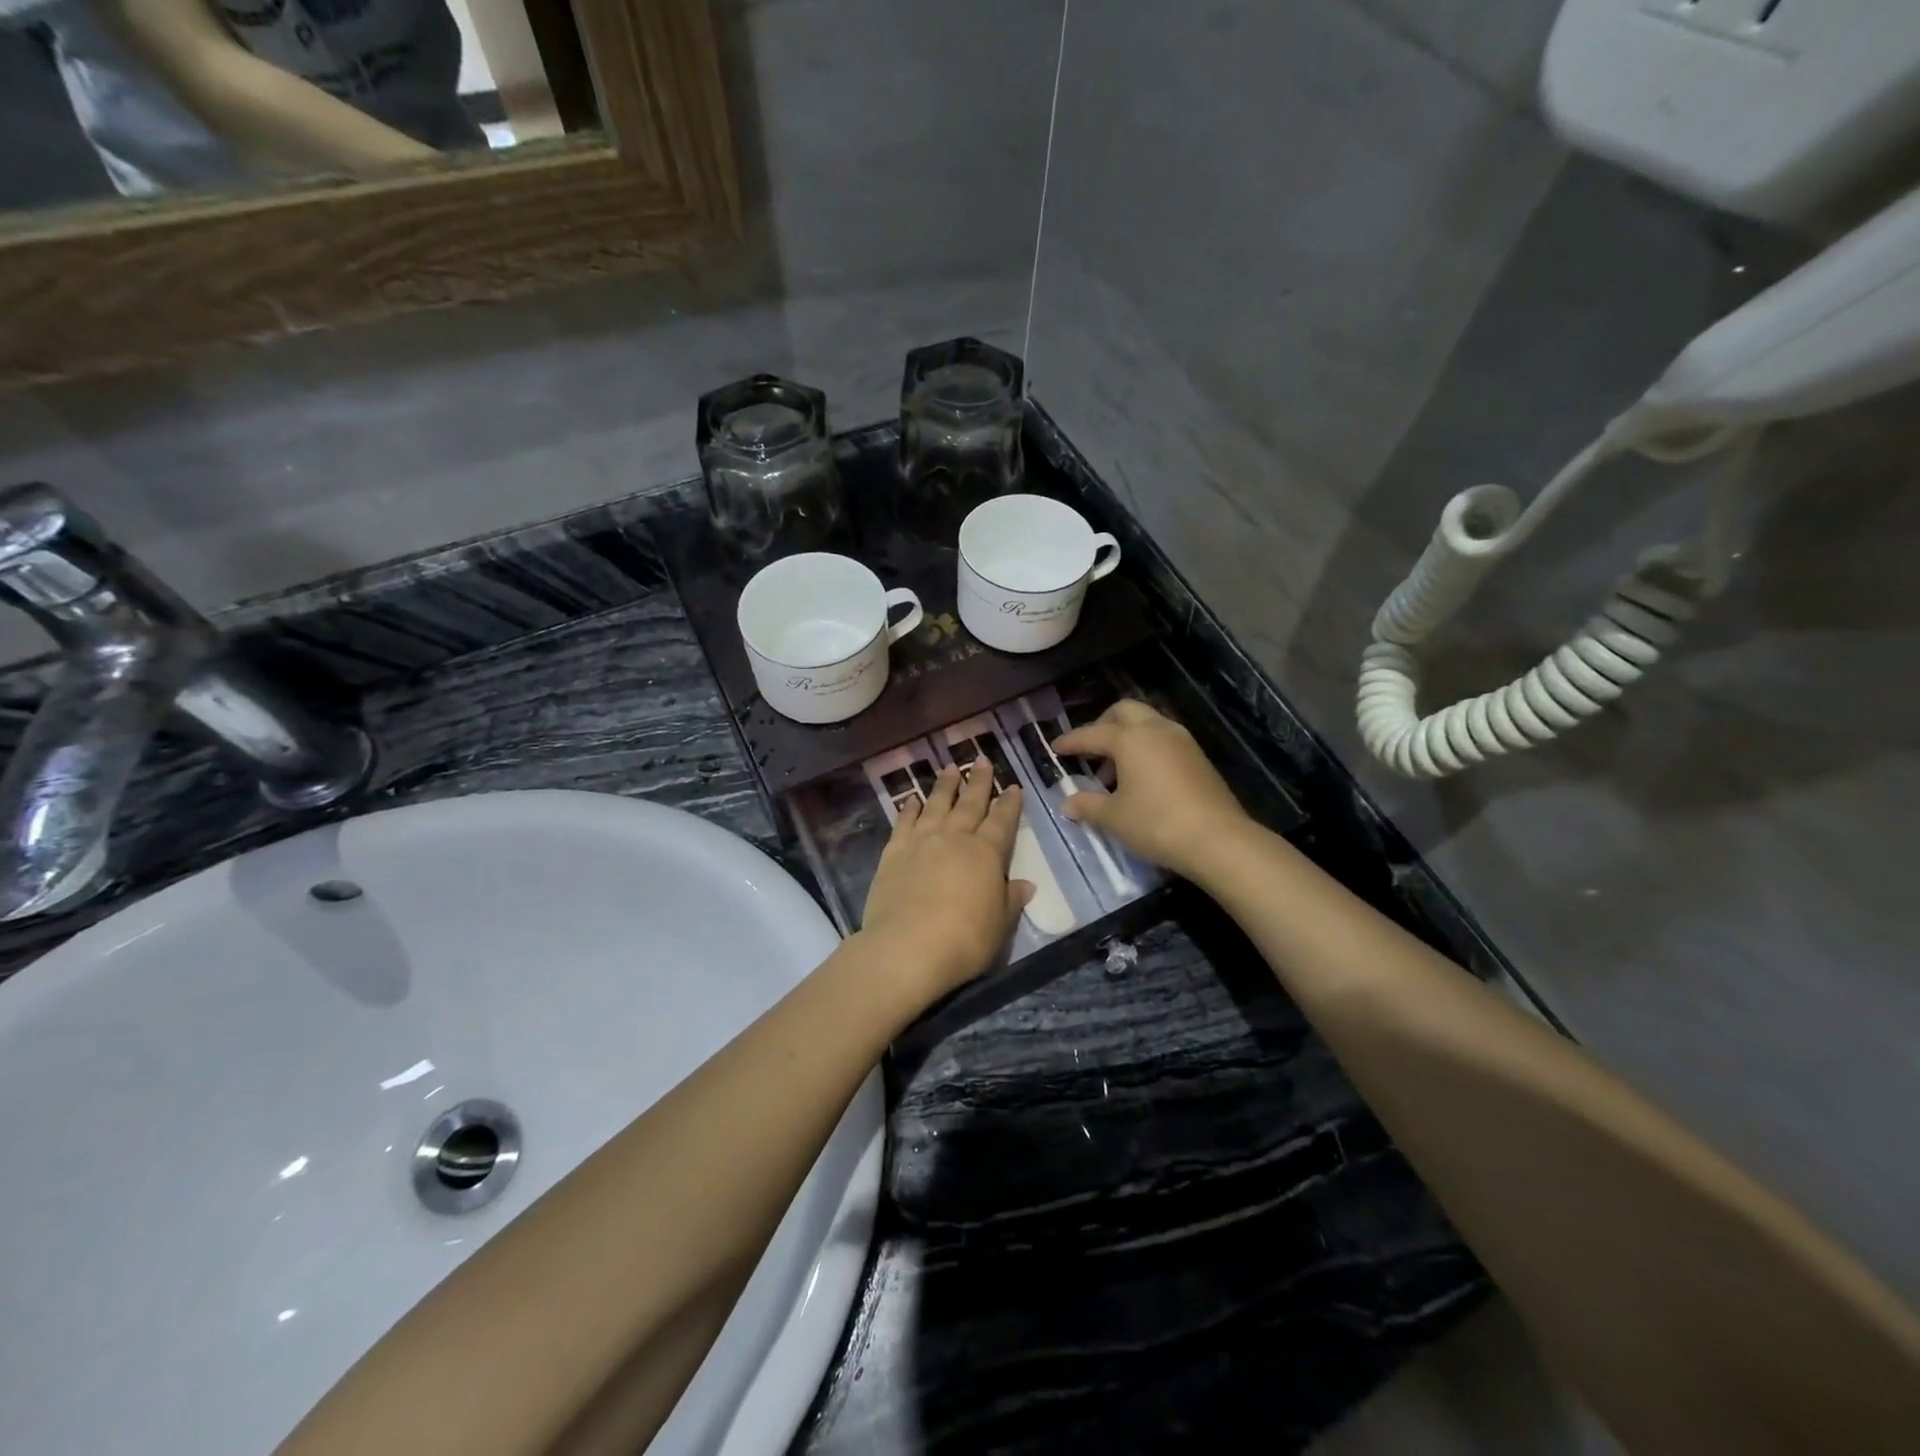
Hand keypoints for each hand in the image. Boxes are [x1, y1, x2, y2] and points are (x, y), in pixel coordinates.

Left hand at [860, 764, 1033, 998]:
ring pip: (936, 805)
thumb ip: (1010, 900)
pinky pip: (903, 823)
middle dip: (978, 781)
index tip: (1012, 786)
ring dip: (944, 786)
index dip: (1009, 803)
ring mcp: (921, 842)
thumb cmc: (964, 939)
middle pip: (969, 804)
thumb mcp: (999, 925)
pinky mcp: (893, 853)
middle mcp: (954, 838)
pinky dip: (909, 809)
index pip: (1002, 821)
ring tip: (950, 768)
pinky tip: (911, 799)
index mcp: (986, 853)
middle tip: (982, 760)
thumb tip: (1025, 884)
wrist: (908, 947)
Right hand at [1053, 700, 1250, 880]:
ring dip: (1127, 737)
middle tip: (1090, 750)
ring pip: (1148, 723)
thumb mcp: (1114, 817)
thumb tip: (1068, 802)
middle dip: (1103, 724)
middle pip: (1124, 711)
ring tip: (1114, 771)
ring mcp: (1182, 741)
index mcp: (1130, 739)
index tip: (1055, 747)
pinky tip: (1142, 779)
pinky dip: (1147, 749)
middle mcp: (1156, 730)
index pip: (1092, 734)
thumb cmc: (1156, 823)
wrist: (1218, 839)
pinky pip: (1164, 740)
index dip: (1071, 741)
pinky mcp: (1198, 757)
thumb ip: (1088, 805)